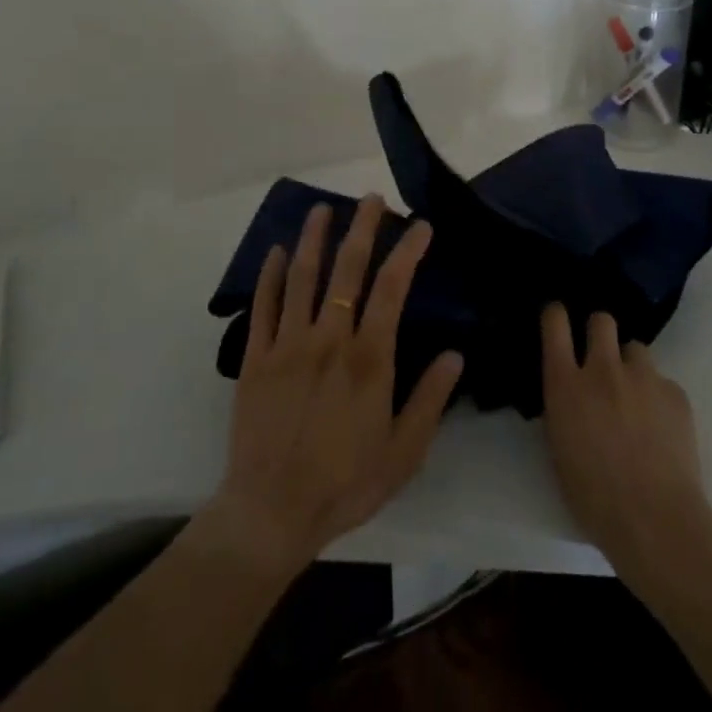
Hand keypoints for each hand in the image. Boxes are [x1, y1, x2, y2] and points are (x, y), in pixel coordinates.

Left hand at [203, 196, 462, 578]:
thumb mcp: (404, 452)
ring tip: (323, 208)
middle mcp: (328, 339)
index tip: (420, 226)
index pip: (393, 288)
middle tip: (370, 199)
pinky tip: (277, 252)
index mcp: (368, 358)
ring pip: (302, 277)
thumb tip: (456, 354)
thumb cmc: (346, 483)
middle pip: (347, 269)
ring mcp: (287, 344)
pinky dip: (270, 275)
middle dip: (361, 228)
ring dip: (314, 238)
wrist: (272, 512)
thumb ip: (429, 399)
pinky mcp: (256, 358)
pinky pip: (263, 306)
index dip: (407, 251)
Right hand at [540, 303, 711, 580]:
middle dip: (600, 332)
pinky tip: (661, 428)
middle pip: (602, 320)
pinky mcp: (676, 394)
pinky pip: (663, 382)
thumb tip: (570, 395)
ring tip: (635, 398)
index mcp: (566, 384)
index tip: (558, 320)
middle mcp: (603, 369)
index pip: (555, 323)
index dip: (556, 315)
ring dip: (631, 366)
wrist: (655, 521)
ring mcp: (643, 378)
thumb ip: (564, 408)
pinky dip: (658, 398)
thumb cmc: (594, 497)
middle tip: (601, 359)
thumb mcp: (559, 447)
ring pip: (636, 349)